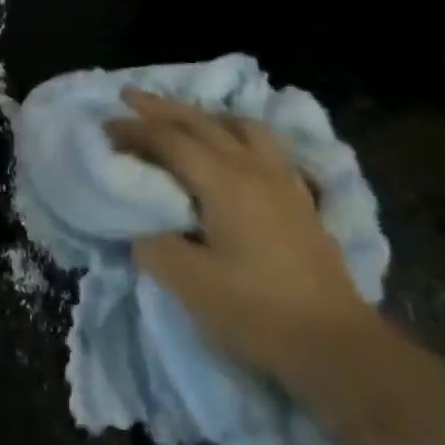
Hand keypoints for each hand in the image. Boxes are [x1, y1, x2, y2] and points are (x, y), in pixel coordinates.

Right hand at [106, 89, 375, 371]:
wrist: (338, 347)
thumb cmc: (259, 313)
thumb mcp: (191, 285)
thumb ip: (154, 246)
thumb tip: (140, 227)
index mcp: (222, 180)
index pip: (169, 139)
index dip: (134, 130)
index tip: (106, 127)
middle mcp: (251, 166)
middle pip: (200, 121)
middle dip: (160, 107)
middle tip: (129, 97)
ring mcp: (281, 179)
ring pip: (237, 125)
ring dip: (203, 115)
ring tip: (184, 119)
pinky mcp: (300, 198)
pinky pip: (264, 145)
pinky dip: (237, 134)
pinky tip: (235, 150)